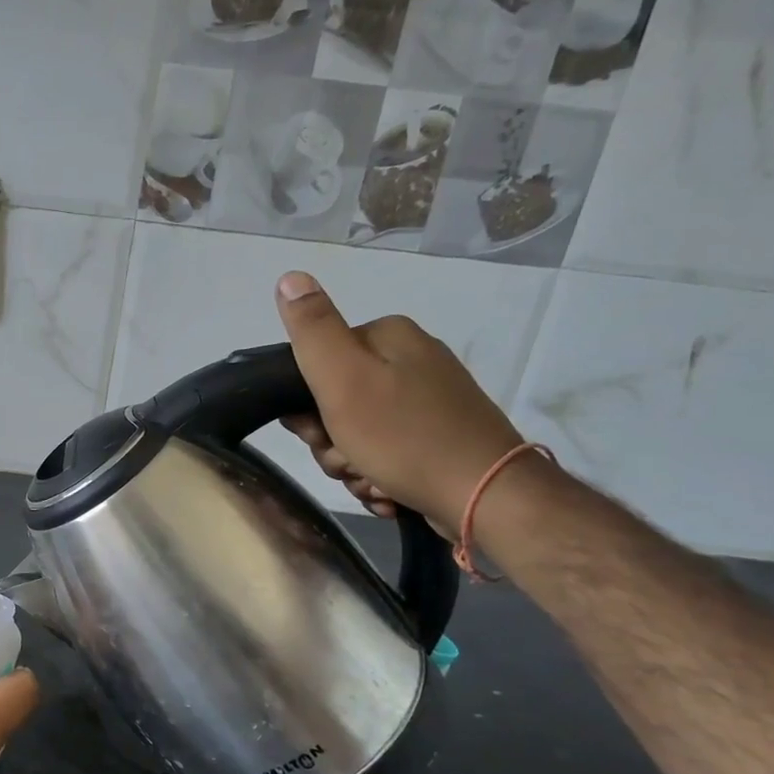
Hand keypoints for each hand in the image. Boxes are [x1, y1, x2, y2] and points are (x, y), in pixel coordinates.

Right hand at [275, 270, 523, 532]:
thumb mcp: (343, 378)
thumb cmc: (403, 437)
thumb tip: (288, 277)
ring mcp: (428, 401)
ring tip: (373, 482)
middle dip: (332, 443)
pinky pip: (385, 455)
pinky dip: (379, 477)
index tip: (319, 434)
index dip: (306, 409)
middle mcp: (411, 361)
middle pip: (336, 404)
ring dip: (353, 467)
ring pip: (357, 435)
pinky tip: (388, 491)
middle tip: (349, 461)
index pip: (315, 366)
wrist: (484, 495)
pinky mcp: (438, 438)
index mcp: (387, 338)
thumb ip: (312, 329)